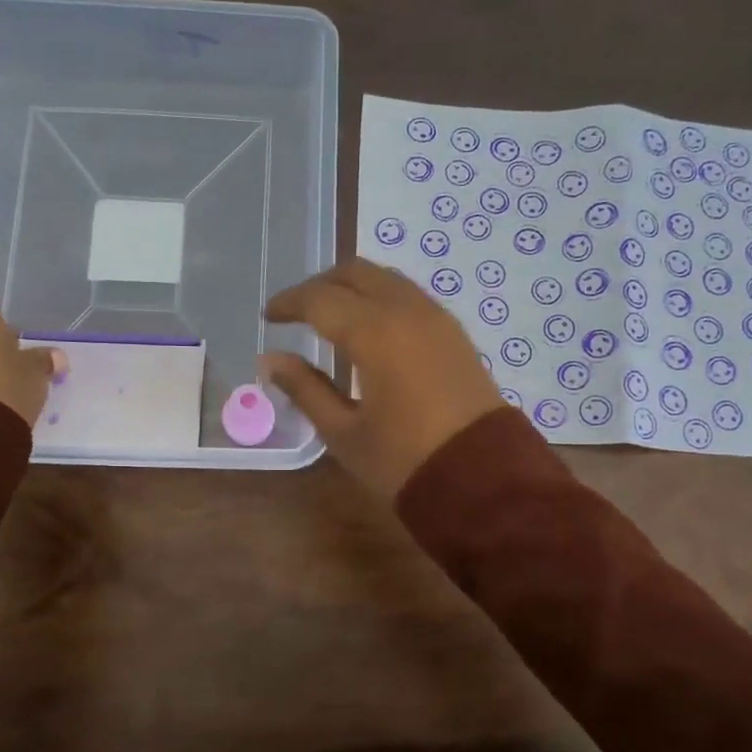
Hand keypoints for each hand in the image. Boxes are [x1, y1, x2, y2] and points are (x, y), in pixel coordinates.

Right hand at [261, 259, 507, 497]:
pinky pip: (410, 296)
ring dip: (353, 287)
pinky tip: (370, 329)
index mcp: (374, 333)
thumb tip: (271, 360)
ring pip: (386, 279)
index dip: (289, 303)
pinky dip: (381, 299)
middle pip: (356, 273)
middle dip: (321, 285)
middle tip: (297, 311)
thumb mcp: (344, 432)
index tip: (268, 316)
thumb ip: (305, 389)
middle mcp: (407, 311)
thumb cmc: (403, 461)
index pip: (320, 299)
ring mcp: (437, 318)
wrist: (482, 479)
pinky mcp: (455, 333)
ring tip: (330, 317)